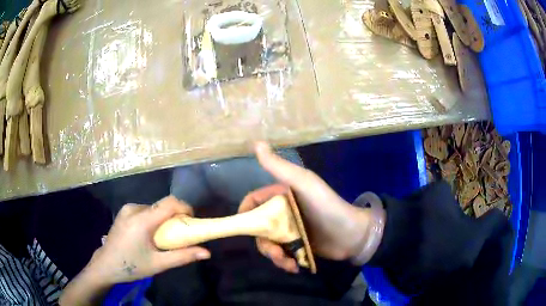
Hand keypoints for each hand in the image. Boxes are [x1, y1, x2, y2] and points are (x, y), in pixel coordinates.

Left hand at [84, 196, 210, 284]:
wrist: (106, 265)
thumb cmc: (132, 266)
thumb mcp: (158, 264)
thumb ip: (182, 256)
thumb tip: (207, 253)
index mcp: (142, 220)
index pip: (169, 203)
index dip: (185, 208)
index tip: (192, 221)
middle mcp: (134, 208)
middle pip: (162, 206)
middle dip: (175, 217)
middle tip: (179, 236)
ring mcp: (127, 209)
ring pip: (153, 208)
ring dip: (163, 219)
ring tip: (163, 239)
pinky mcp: (124, 212)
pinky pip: (145, 211)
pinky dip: (153, 220)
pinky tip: (150, 235)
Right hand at [238, 142, 372, 272]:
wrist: (353, 233)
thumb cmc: (326, 207)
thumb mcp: (303, 183)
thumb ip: (279, 167)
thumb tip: (256, 143)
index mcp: (281, 196)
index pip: (254, 202)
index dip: (245, 213)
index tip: (242, 228)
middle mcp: (283, 213)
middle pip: (260, 228)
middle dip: (264, 243)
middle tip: (276, 253)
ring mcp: (291, 231)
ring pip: (270, 244)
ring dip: (275, 256)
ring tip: (288, 263)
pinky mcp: (298, 246)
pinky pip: (283, 255)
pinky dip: (285, 262)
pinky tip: (294, 267)